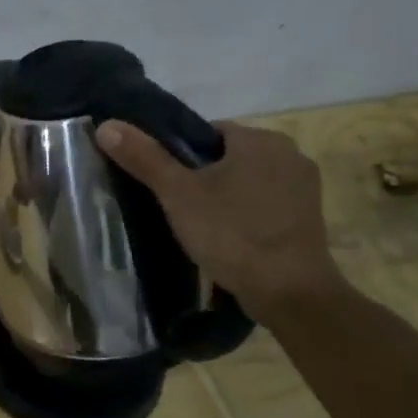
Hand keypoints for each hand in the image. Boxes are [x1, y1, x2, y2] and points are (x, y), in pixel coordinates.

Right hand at [96, 119, 344, 322]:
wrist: (289, 291)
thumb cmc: (231, 233)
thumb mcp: (177, 194)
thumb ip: (144, 158)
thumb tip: (107, 126)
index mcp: (260, 139)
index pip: (207, 133)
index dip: (179, 155)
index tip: (164, 182)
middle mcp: (290, 154)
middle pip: (228, 157)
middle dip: (202, 177)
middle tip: (176, 207)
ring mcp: (305, 188)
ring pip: (247, 182)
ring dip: (225, 197)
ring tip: (199, 226)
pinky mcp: (310, 219)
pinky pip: (266, 205)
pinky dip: (246, 215)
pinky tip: (229, 239)